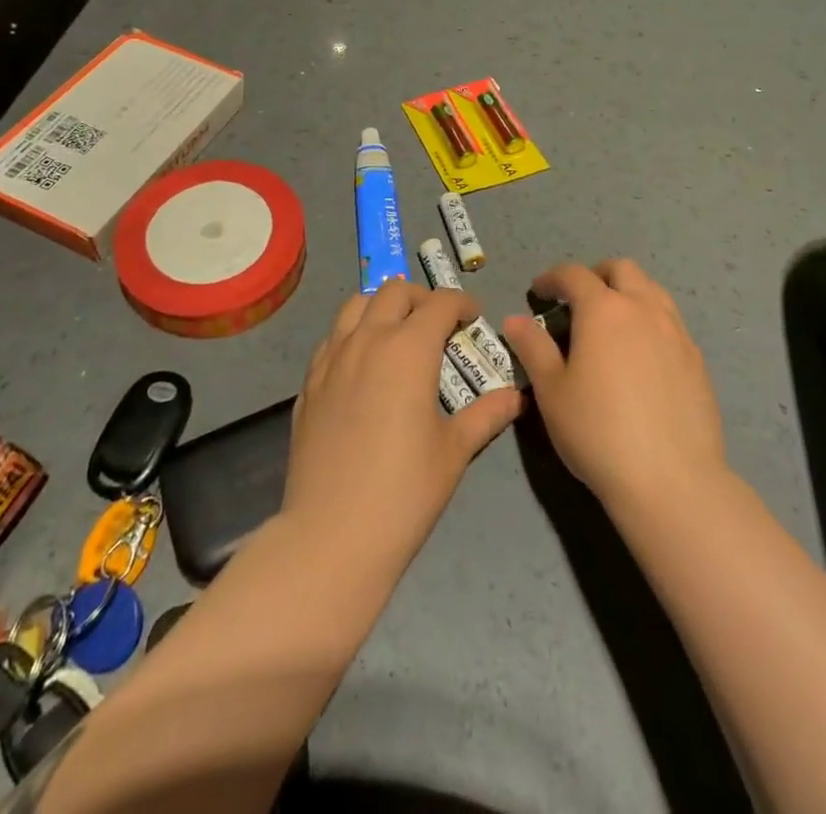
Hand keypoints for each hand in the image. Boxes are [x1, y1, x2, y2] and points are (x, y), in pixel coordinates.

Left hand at [283, 280, 522, 563]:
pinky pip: (332, 338)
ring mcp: (332, 358)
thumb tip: (516, 396)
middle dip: (421, 298)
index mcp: (408, 348)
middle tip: (438, 326)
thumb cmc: (404, 491)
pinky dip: (353, 335)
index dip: (461, 303)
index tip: (473, 318)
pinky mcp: (309, 382)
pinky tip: (363, 367)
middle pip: (394, 291)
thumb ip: (486, 414)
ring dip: (382, 307)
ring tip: (397, 335)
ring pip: (356, 305)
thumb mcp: (454, 451)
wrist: (332, 534)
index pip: (439, 302)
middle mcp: (367, 339)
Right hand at [501, 259, 727, 515]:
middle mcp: (643, 309)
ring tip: (610, 321)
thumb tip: (515, 320)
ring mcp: (676, 332)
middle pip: (621, 269)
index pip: (574, 275)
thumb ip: (533, 348)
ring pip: (651, 289)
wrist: (672, 480)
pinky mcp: (697, 359)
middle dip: (595, 275)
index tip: (538, 292)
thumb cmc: (599, 432)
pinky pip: (670, 321)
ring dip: (627, 292)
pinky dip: (649, 319)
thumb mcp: (551, 391)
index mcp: (603, 310)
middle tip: (576, 300)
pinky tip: (640, 354)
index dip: (552, 278)